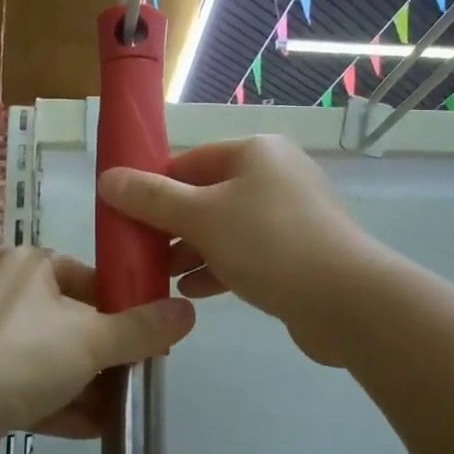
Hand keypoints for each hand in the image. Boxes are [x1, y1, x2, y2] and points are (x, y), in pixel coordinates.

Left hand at [0, 247, 194, 453]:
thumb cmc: (20, 354)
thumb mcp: (92, 338)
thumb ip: (141, 329)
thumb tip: (187, 312)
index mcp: (27, 266)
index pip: (86, 277)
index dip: (122, 305)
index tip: (150, 335)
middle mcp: (3, 296)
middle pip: (70, 321)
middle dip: (106, 354)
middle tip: (140, 377)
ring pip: (50, 359)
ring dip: (88, 386)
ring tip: (125, 411)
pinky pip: (29, 389)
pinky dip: (61, 406)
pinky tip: (95, 430)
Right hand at [98, 136, 380, 366]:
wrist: (346, 301)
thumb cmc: (268, 243)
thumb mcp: (201, 216)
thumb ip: (151, 198)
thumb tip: (107, 178)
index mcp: (255, 153)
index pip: (190, 161)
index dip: (154, 186)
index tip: (126, 215)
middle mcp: (275, 176)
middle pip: (207, 195)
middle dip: (171, 225)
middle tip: (140, 251)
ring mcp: (291, 216)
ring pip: (226, 228)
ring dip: (192, 251)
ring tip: (160, 277)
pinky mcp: (299, 253)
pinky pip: (247, 254)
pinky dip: (219, 268)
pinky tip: (193, 292)